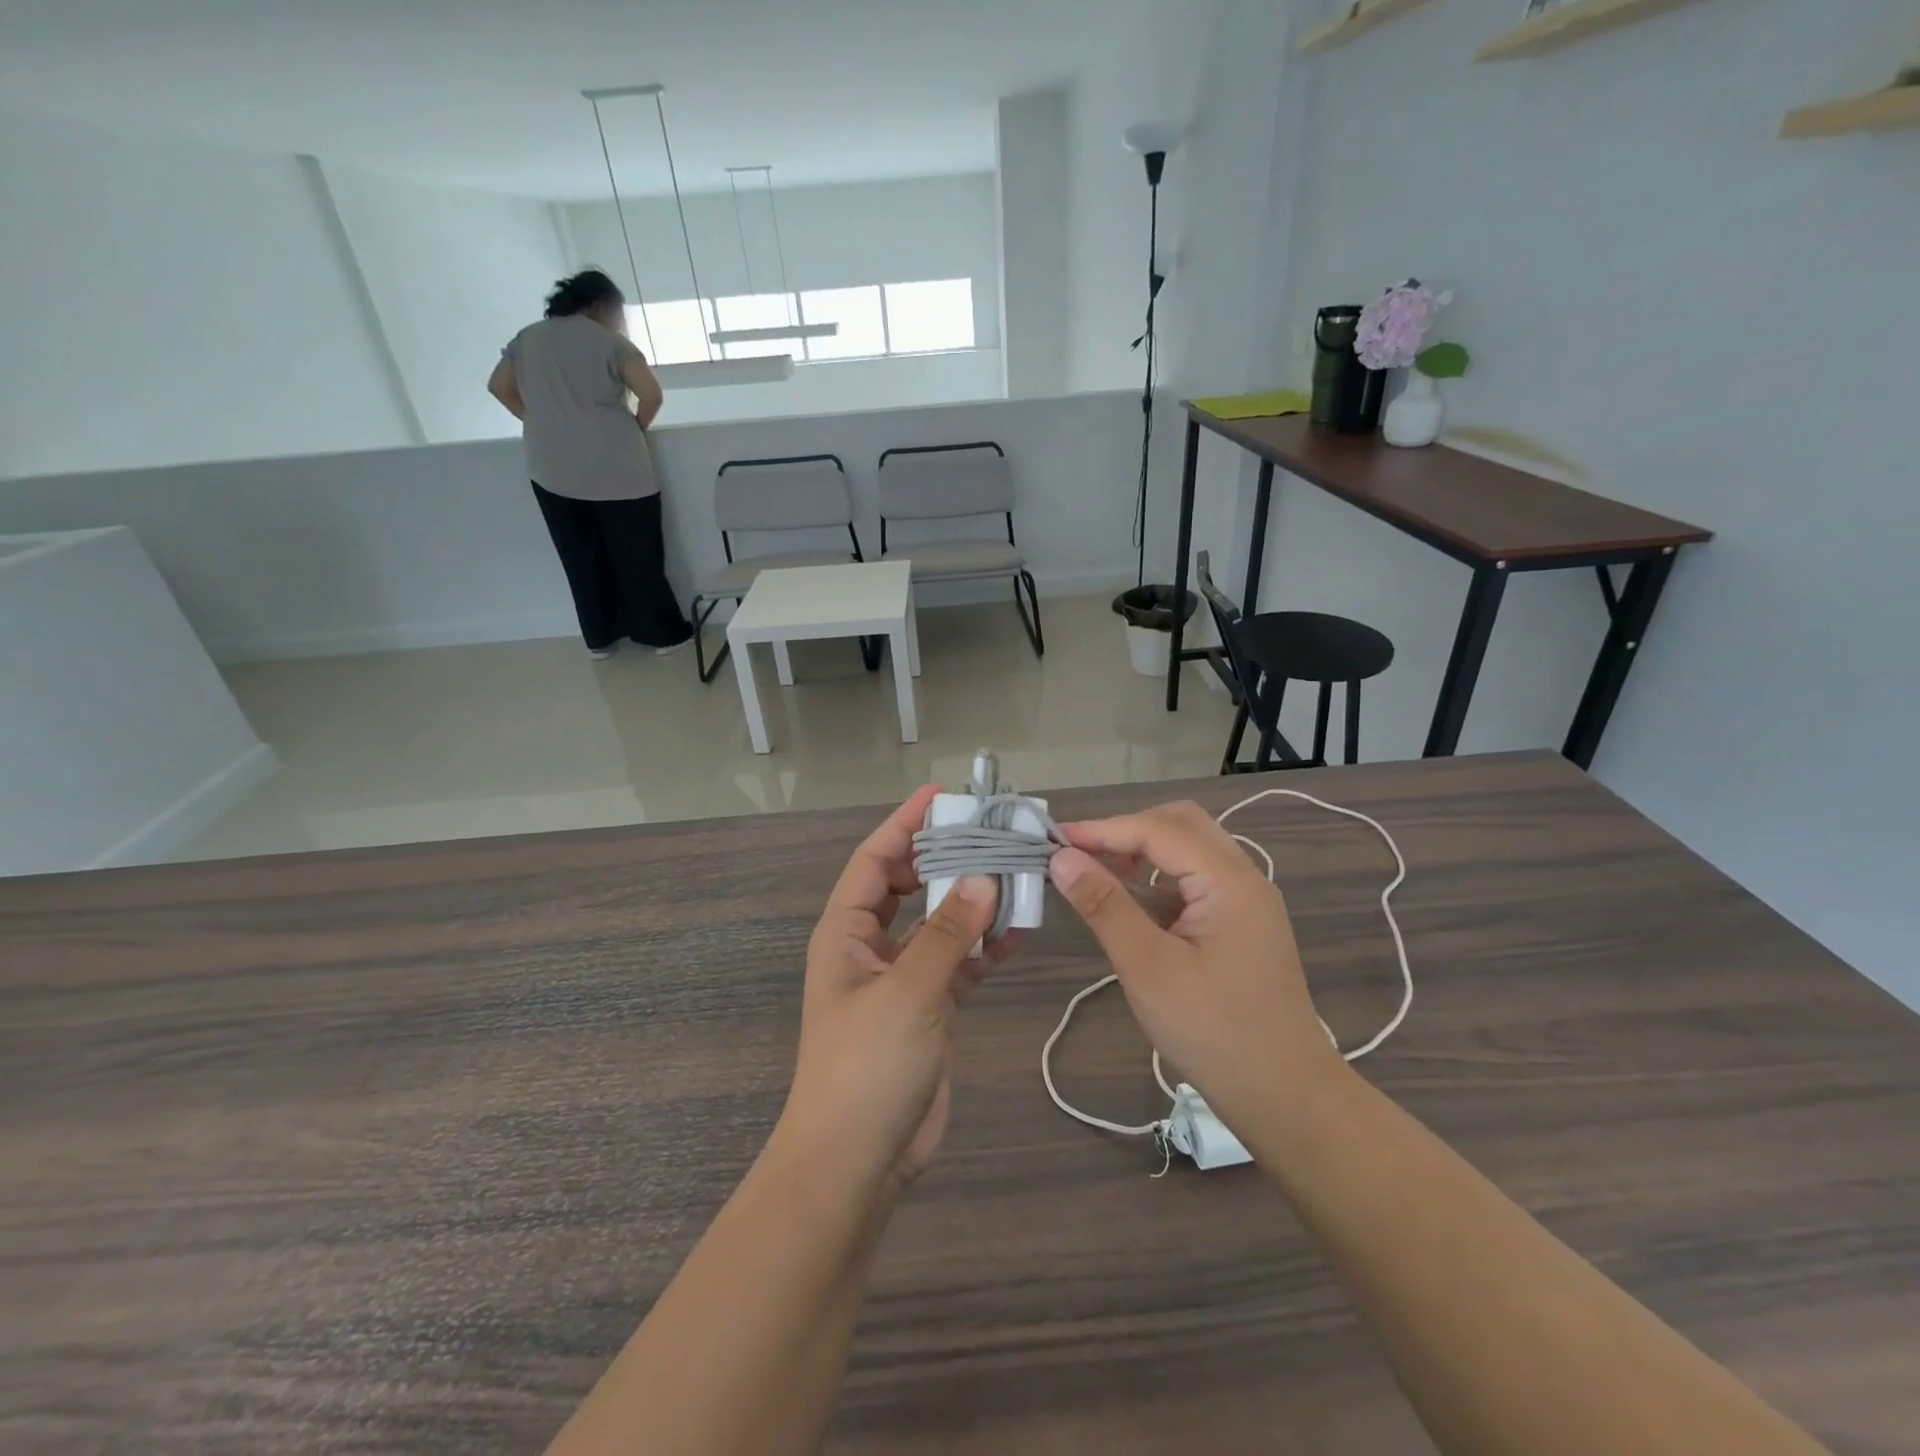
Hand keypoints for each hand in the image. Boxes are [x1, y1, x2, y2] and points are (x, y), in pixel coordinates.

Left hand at [781, 787, 1016, 1194]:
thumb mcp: (907, 993)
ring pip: (941, 924)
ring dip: (973, 901)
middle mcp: (872, 948)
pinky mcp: (931, 1009)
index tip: (943, 797)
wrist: (857, 1161)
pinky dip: (986, 946)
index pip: (875, 861)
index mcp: (847, 933)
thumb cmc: (866, 1066)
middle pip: (911, 886)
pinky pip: (961, 963)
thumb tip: (985, 877)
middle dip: (945, 858)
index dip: (904, 825)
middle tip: (991, 831)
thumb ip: (948, 934)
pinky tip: (1020, 930)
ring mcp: (903, 979)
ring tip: (1017, 872)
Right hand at [1048, 801, 1344, 1128]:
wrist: (1284, 1096)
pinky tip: (1131, 907)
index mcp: (1229, 880)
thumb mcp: (1147, 967)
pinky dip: (1158, 881)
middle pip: (1180, 824)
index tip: (1054, 840)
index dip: (1103, 829)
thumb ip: (1105, 906)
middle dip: (1127, 830)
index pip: (1158, 829)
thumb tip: (1062, 858)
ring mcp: (1246, 901)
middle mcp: (1243, 878)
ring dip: (1143, 853)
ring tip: (1098, 875)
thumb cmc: (1213, 1031)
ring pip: (1189, 850)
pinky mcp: (1241, 924)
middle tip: (1081, 854)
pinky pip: (1195, 881)